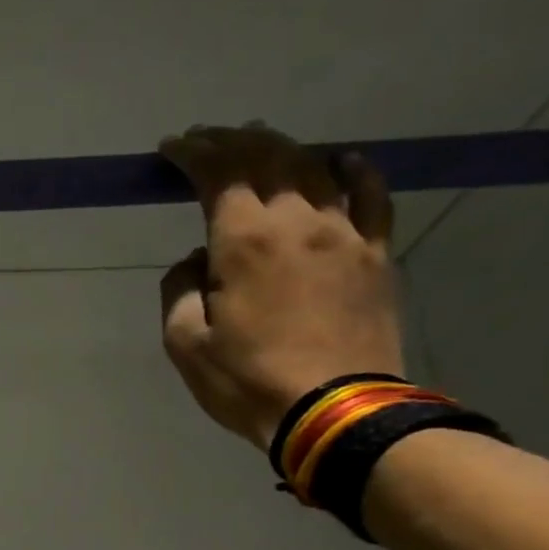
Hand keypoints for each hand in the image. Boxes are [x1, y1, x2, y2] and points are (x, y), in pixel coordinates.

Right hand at [156, 123, 404, 448]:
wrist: (335, 410)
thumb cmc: (247, 380)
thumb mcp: (185, 344)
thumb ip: (181, 291)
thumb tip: (196, 261)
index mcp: (245, 241)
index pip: (218, 174)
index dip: (193, 153)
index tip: (172, 148)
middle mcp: (298, 220)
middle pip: (268, 158)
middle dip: (232, 141)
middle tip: (208, 139)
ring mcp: (345, 232)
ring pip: (315, 167)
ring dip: (283, 148)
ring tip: (260, 143)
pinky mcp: (376, 253)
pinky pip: (370, 194)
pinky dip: (352, 169)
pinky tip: (341, 161)